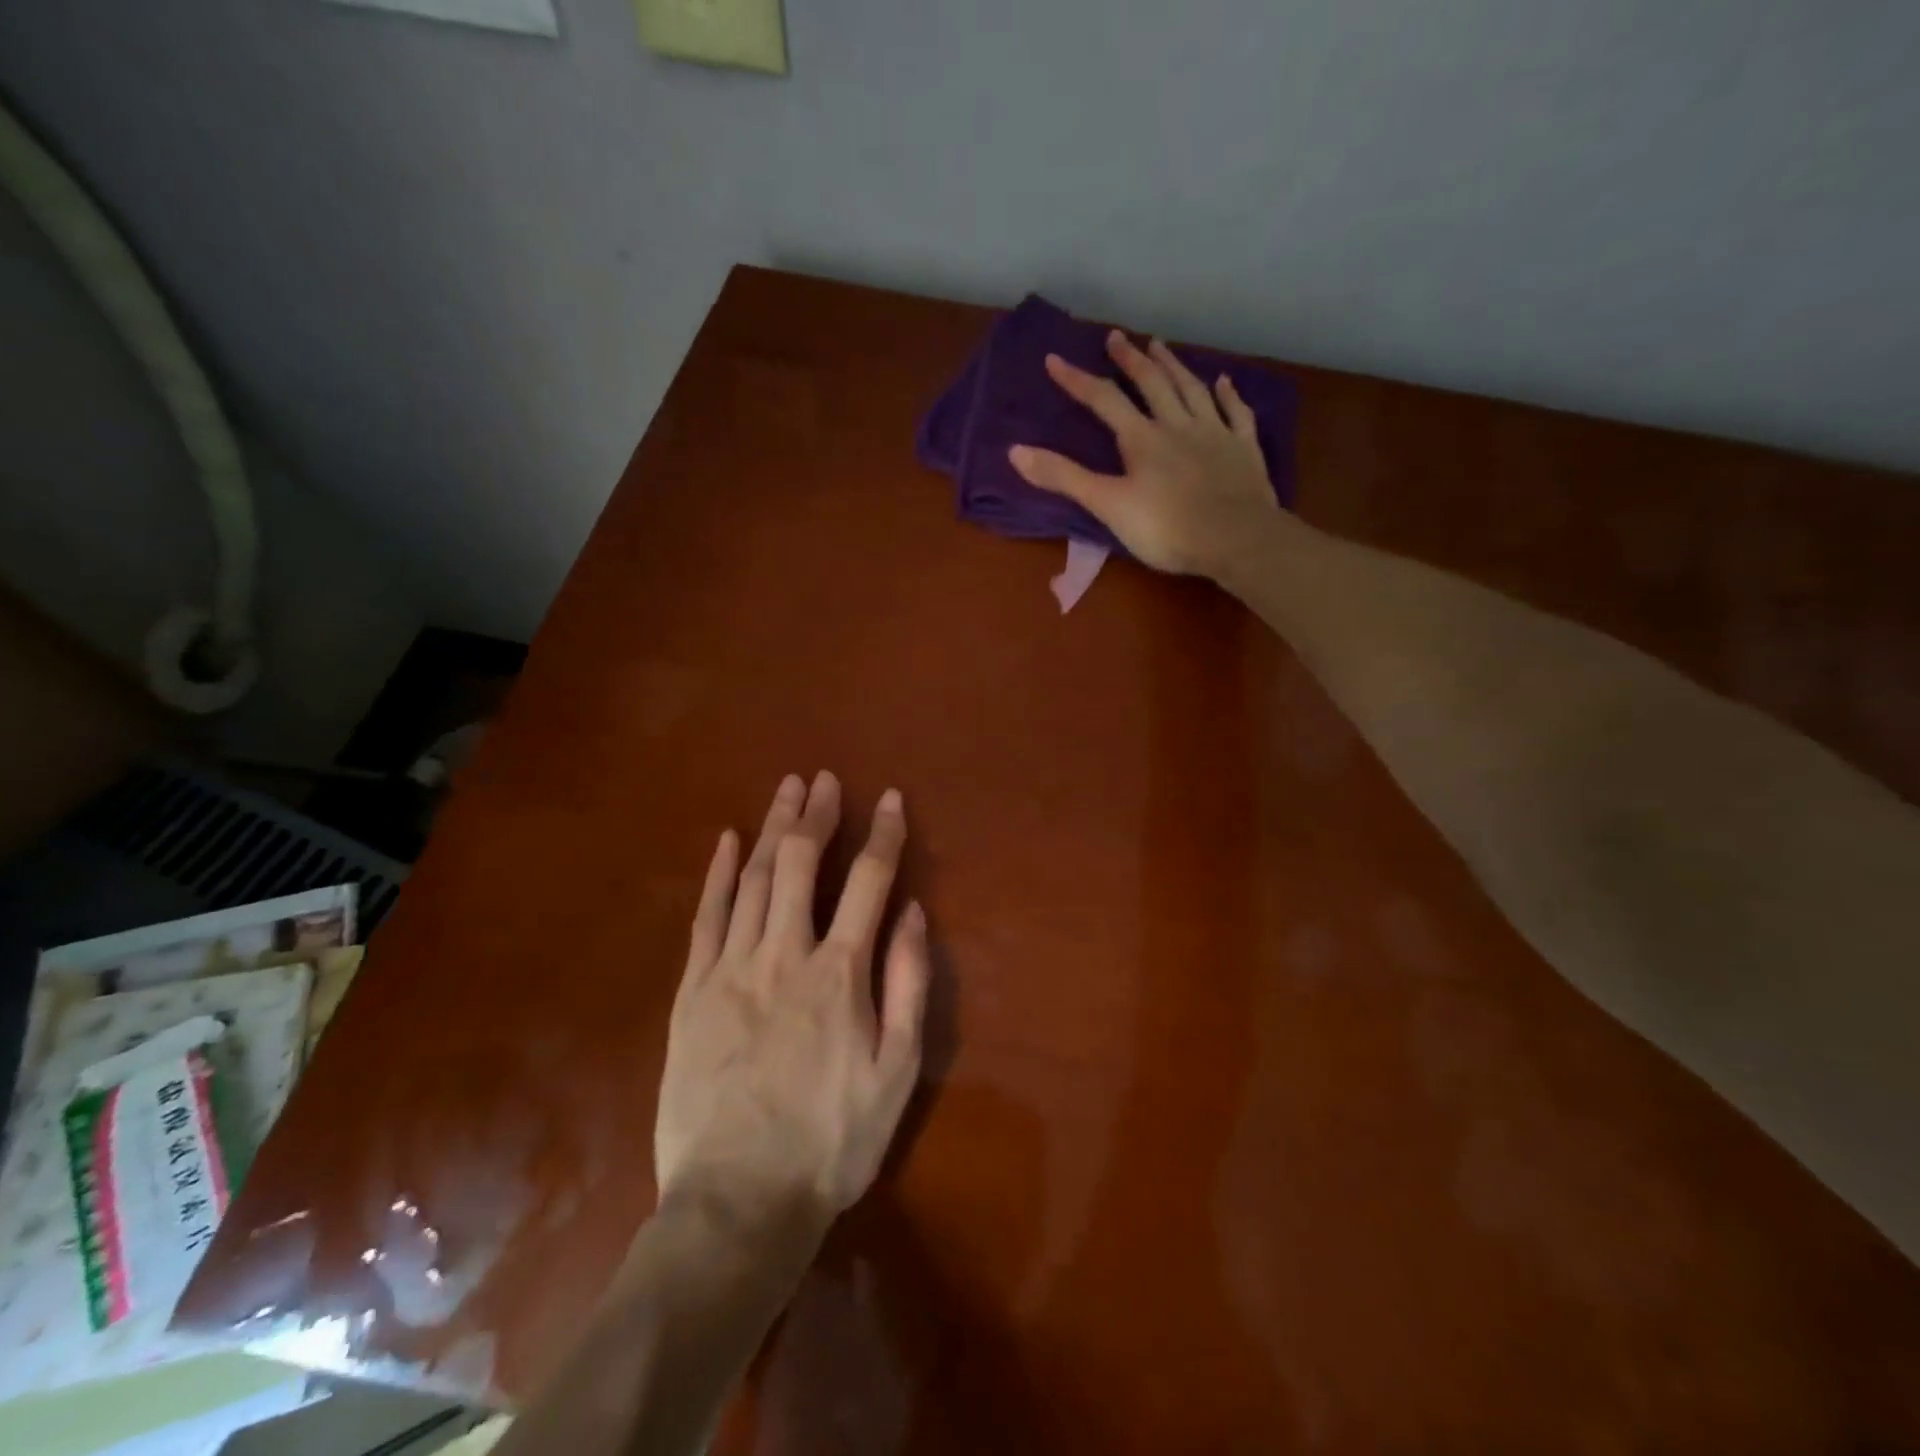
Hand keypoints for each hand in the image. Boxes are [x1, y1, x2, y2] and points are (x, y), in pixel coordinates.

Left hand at [655, 771, 929, 1235]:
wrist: (737, 1204)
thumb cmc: (831, 1141)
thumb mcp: (897, 1072)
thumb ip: (908, 985)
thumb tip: (911, 912)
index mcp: (839, 973)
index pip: (868, 882)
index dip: (882, 835)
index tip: (889, 799)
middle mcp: (784, 954)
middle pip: (800, 864)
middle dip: (816, 815)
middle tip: (824, 779)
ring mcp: (730, 969)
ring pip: (753, 880)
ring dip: (771, 829)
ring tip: (785, 790)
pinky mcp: (691, 992)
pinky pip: (705, 918)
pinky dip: (717, 874)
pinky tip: (725, 841)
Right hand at [1008, 329, 1281, 578]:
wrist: (1236, 538)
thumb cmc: (1166, 528)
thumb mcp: (1107, 505)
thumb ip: (1064, 477)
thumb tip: (1015, 451)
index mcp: (1142, 438)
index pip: (1103, 401)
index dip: (1077, 380)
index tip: (1055, 359)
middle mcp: (1177, 424)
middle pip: (1152, 384)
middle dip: (1130, 360)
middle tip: (1117, 337)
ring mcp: (1215, 433)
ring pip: (1192, 389)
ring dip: (1174, 366)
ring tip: (1160, 346)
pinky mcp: (1244, 449)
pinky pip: (1236, 413)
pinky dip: (1229, 394)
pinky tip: (1224, 381)